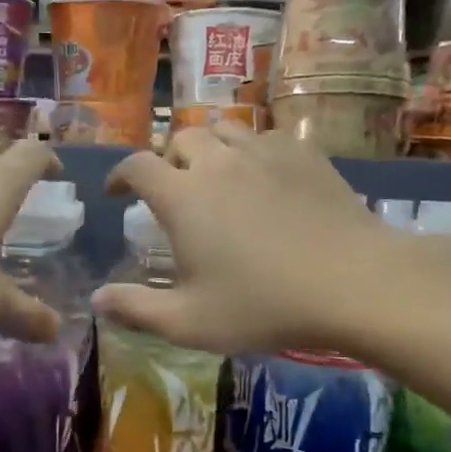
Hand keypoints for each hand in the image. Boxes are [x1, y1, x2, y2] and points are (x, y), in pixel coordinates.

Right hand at [92, 125, 420, 355]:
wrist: (355, 283)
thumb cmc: (264, 305)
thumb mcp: (190, 322)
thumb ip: (136, 309)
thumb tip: (95, 300)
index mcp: (183, 196)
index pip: (137, 166)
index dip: (119, 175)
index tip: (116, 193)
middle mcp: (218, 162)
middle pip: (180, 138)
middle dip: (167, 158)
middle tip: (171, 186)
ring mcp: (264, 153)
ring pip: (224, 129)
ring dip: (209, 147)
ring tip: (213, 173)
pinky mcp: (303, 154)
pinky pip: (265, 137)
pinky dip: (251, 149)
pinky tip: (261, 174)